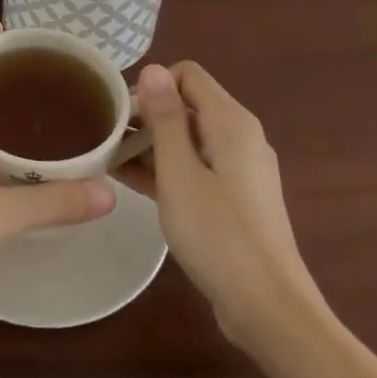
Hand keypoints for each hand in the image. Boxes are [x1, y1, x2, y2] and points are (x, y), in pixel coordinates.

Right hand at [124, 61, 329, 353]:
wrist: (269, 309)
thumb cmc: (218, 233)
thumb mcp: (179, 172)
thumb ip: (164, 118)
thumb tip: (152, 68)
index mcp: (231, 122)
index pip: (187, 75)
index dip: (151, 86)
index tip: (121, 114)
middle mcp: (240, 137)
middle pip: (187, 106)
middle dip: (147, 116)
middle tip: (107, 140)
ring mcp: (240, 170)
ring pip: (189, 139)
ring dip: (152, 145)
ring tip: (110, 161)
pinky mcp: (236, 199)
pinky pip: (196, 168)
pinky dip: (168, 169)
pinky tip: (133, 184)